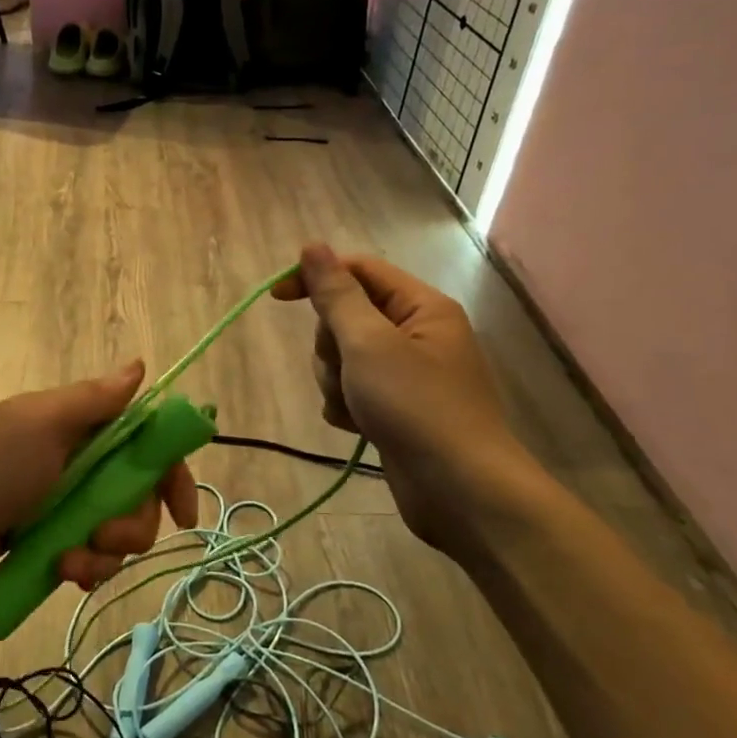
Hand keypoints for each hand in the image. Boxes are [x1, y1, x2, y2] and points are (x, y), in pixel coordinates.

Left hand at [0, 362, 199, 587]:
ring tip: (69, 564)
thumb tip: (140, 366)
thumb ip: (94, 400)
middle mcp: (82, 460)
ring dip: (103, 554)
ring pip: (117, 532)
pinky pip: (90, 555)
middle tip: (101, 538)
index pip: (149, 444)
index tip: (182, 514)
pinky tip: (65, 575)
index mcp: (84, 426)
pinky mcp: (51, 535)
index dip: (172, 475)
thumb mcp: (41, 424)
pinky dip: (85, 567)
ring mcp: (66, 500)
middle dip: (130, 526)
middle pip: (140, 496)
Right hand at [274, 243, 529, 550]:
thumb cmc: (416, 407)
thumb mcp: (369, 343)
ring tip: (357, 407)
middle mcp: (416, 334)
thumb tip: (312, 247)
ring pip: (343, 359)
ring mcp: (405, 375)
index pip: (359, 271)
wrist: (460, 490)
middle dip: (332, 346)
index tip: (276, 298)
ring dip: (336, 381)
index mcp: (421, 307)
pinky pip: (351, 392)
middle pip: (346, 317)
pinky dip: (346, 407)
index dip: (317, 278)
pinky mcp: (394, 409)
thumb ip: (336, 295)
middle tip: (348, 370)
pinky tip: (358, 427)